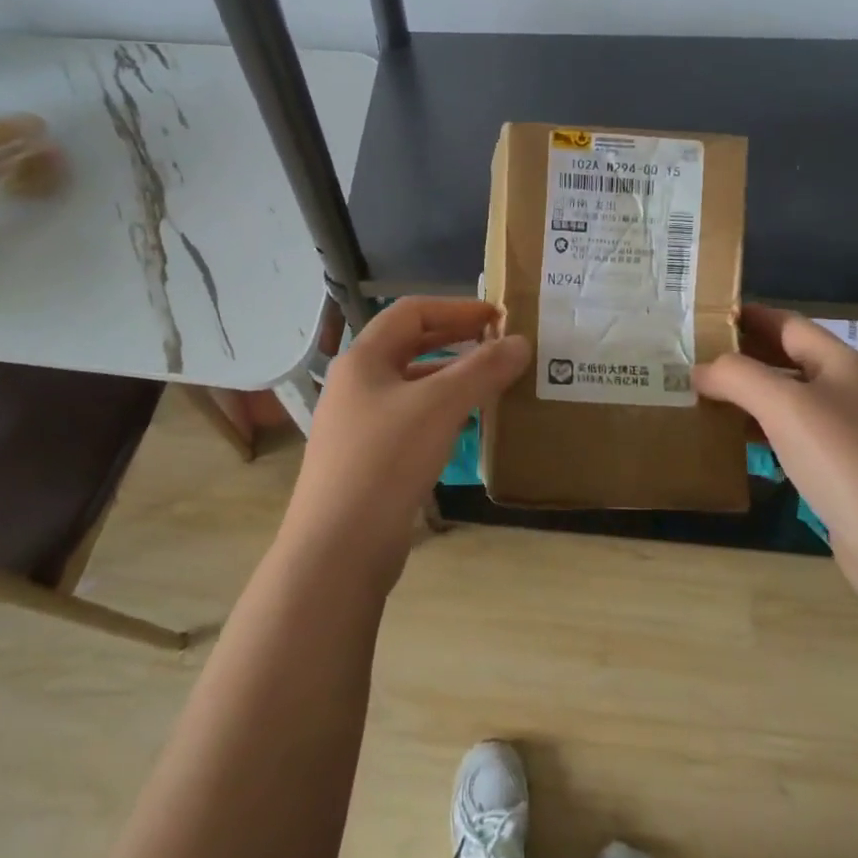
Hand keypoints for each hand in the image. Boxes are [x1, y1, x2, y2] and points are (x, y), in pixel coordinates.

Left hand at [281, 297, 529, 587]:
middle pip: (409, 346)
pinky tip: (466, 427)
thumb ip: (481, 370)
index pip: (411, 312)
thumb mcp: (439, 407)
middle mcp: (356, 384)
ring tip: (491, 383)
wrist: (337, 549)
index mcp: (363, 358)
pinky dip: (440, 413)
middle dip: (454, 340)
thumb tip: (520, 342)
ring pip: (411, 385)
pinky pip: (409, 420)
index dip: (456, 308)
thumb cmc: (385, 461)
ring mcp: (358, 423)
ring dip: (450, 378)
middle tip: (498, 345)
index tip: (498, 317)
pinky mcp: (366, 459)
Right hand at [693, 307, 857, 598]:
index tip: (702, 317)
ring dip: (746, 395)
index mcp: (840, 363)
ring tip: (700, 395)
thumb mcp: (784, 405)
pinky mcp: (840, 471)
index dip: (747, 316)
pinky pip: (791, 437)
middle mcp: (846, 391)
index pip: (787, 323)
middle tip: (690, 357)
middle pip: (786, 359)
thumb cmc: (845, 460)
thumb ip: (737, 376)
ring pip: (786, 400)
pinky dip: (760, 431)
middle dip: (741, 356)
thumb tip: (700, 370)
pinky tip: (732, 441)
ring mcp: (846, 433)